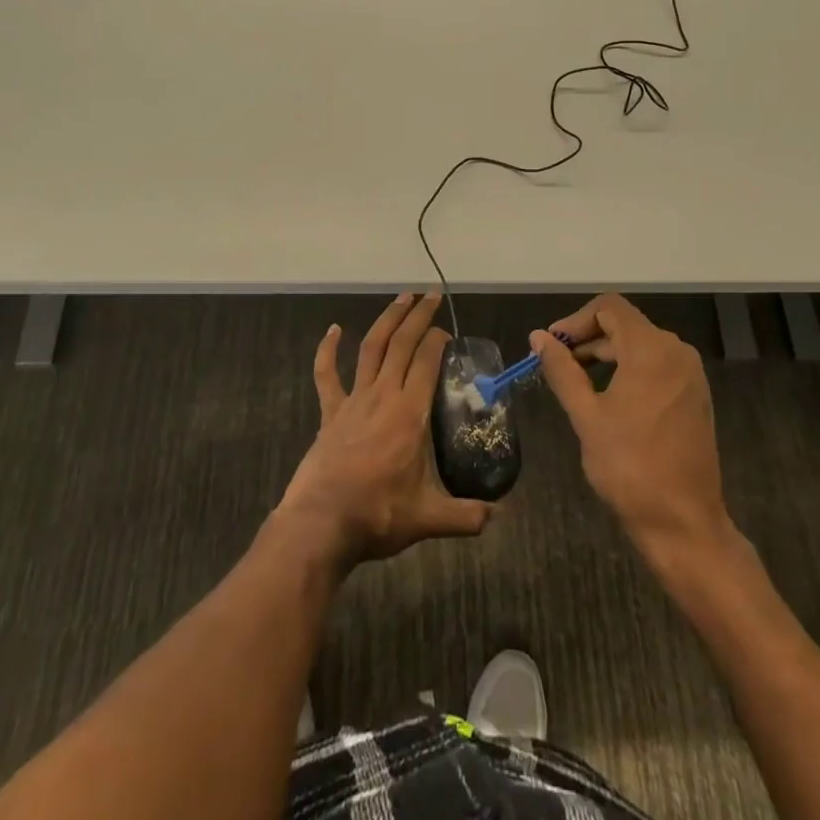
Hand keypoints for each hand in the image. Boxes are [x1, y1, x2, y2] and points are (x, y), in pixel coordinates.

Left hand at [275, 292, 492, 570]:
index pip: (427, 362)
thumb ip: (466, 516)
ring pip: (372, 348)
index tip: (448, 333)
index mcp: (410, 414)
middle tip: (431, 295)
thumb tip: (499, 515)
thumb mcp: (428, 519)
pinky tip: (334, 329)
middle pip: (402, 344)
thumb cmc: (377, 516)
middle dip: (418, 316)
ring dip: (387, 320)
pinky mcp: (330, 412)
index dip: (438, 341)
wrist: (320, 524)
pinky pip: (327, 374)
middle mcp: (383, 396)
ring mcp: (353, 400)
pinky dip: (328, 349)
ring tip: (401, 298)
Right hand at [534, 293, 732, 563]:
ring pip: (640, 345)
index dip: (575, 320)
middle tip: (556, 363)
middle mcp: (677, 352)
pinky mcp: (695, 396)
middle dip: (588, 338)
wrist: (684, 523)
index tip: (552, 344)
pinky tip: (608, 396)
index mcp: (652, 350)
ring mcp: (690, 375)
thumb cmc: (630, 467)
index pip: (609, 308)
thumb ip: (562, 369)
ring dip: (606, 354)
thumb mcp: (586, 415)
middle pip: (625, 325)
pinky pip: (657, 365)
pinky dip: (628, 369)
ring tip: (576, 380)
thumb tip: (538, 337)